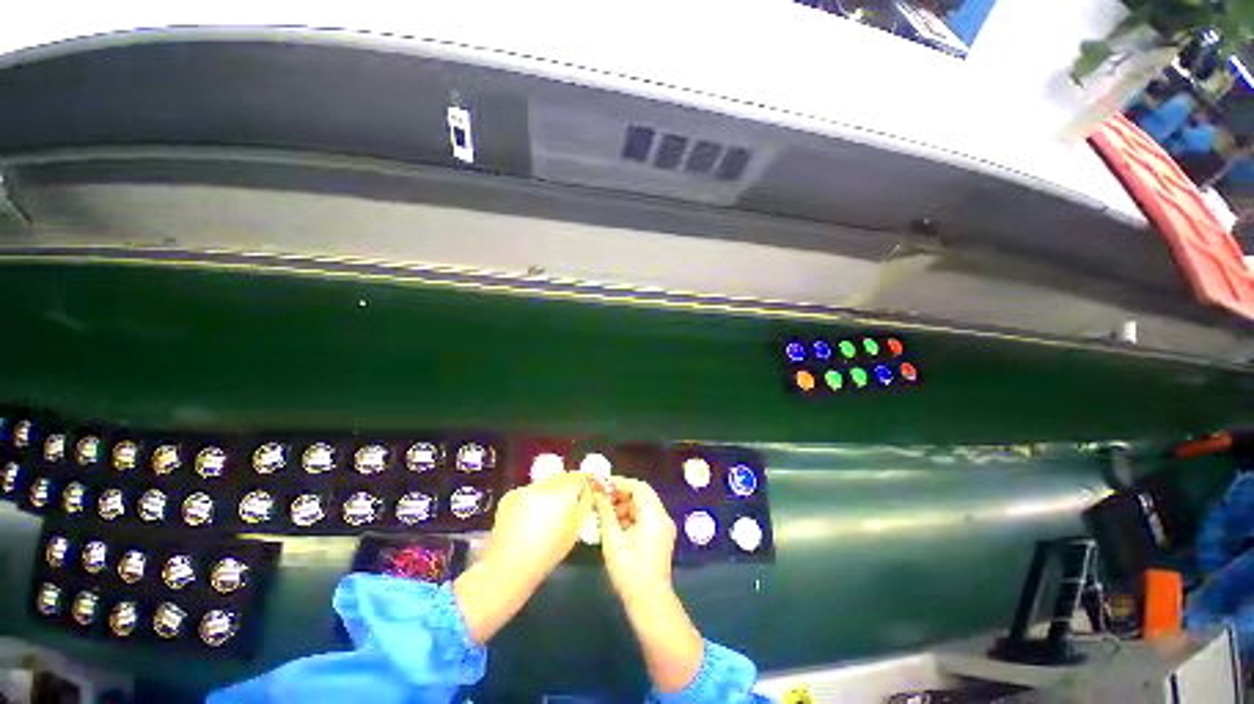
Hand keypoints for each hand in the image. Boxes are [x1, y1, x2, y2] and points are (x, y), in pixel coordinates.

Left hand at [484, 472, 592, 585]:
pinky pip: (530, 490)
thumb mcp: (575, 530)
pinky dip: (534, 497)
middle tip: (571, 496)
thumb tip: (589, 489)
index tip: (588, 485)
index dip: (585, 480)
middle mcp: (544, 487)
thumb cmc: (547, 554)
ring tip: (550, 508)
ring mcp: (525, 489)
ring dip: (551, 489)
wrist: (508, 567)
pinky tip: (532, 514)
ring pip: (545, 482)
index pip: (579, 477)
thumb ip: (585, 504)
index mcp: (562, 495)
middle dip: (568, 484)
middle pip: (562, 476)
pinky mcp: (511, 495)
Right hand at [594, 477, 676, 601]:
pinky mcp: (660, 537)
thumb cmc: (629, 570)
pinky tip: (614, 525)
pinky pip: (645, 518)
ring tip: (605, 513)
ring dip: (624, 506)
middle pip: (642, 495)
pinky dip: (630, 517)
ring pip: (642, 506)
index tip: (602, 484)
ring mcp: (663, 527)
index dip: (620, 483)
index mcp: (654, 514)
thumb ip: (605, 512)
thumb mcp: (612, 539)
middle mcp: (662, 517)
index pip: (639, 487)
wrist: (649, 603)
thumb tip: (596, 493)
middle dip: (620, 494)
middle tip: (601, 497)